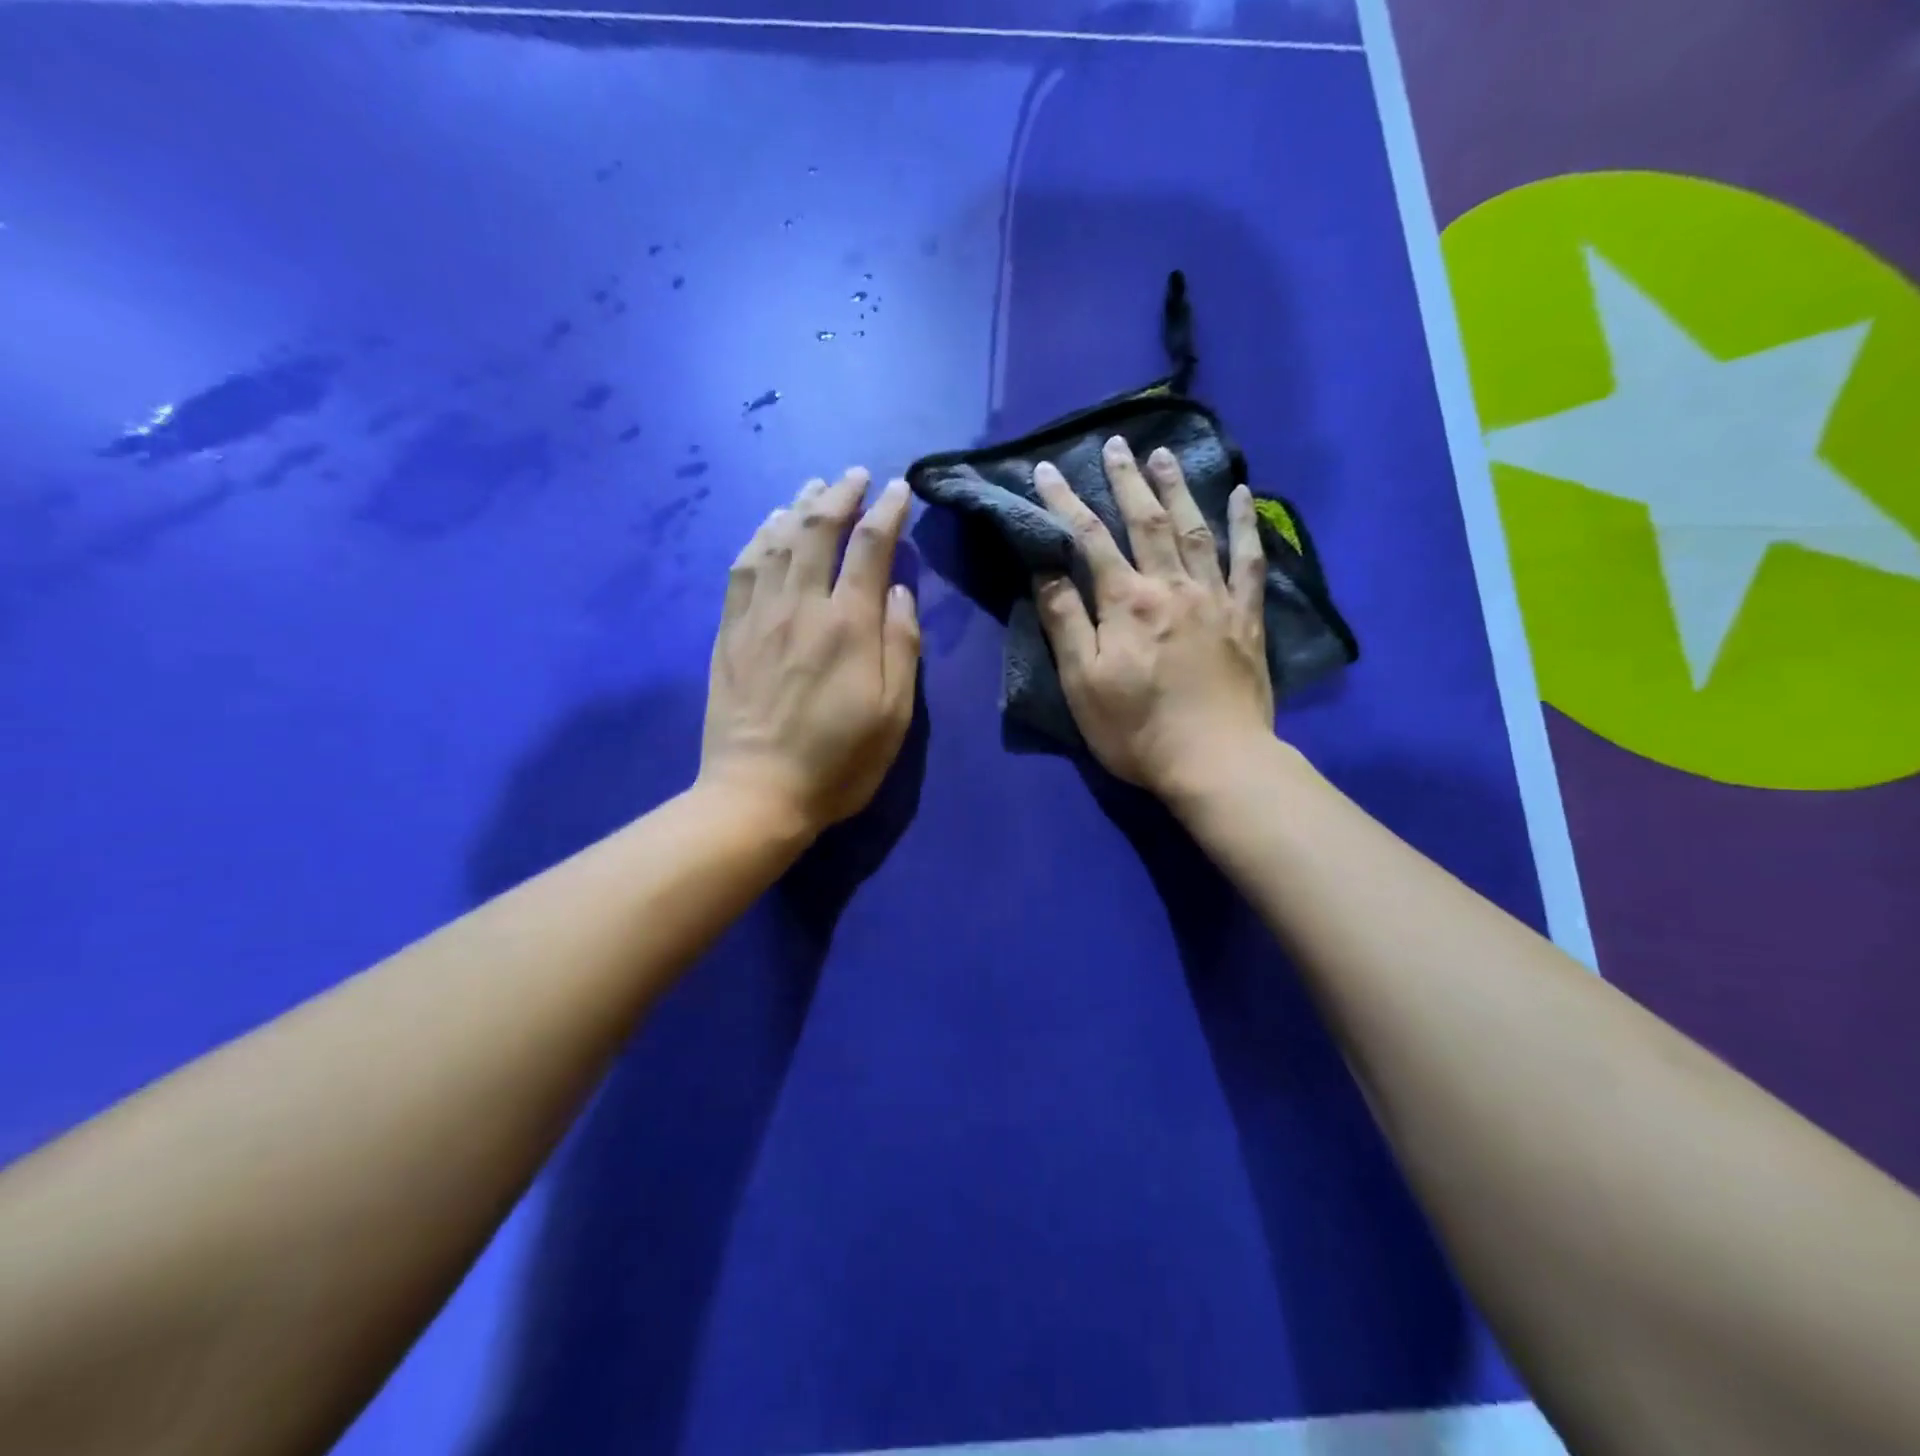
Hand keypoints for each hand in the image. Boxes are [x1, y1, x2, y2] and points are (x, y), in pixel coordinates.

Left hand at [700, 469, 919, 834]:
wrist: (758, 794)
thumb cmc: (839, 762)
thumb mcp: (894, 715)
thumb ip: (901, 646)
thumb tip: (899, 590)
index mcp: (848, 626)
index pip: (870, 547)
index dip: (887, 511)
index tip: (899, 489)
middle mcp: (801, 607)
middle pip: (818, 530)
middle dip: (840, 494)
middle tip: (856, 474)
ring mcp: (758, 617)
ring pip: (776, 541)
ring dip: (798, 507)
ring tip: (814, 488)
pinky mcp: (729, 633)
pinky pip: (741, 569)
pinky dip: (757, 538)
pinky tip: (767, 528)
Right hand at [1031, 437, 1273, 799]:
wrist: (1215, 761)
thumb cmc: (1137, 730)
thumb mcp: (1082, 683)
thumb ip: (1065, 622)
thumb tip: (1045, 571)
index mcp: (1127, 603)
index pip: (1089, 540)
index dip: (1066, 503)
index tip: (1046, 471)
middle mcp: (1172, 586)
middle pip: (1146, 521)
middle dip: (1126, 480)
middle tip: (1116, 443)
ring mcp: (1215, 598)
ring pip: (1194, 529)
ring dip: (1178, 488)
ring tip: (1165, 454)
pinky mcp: (1246, 617)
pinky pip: (1249, 560)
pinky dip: (1246, 525)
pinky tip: (1243, 494)